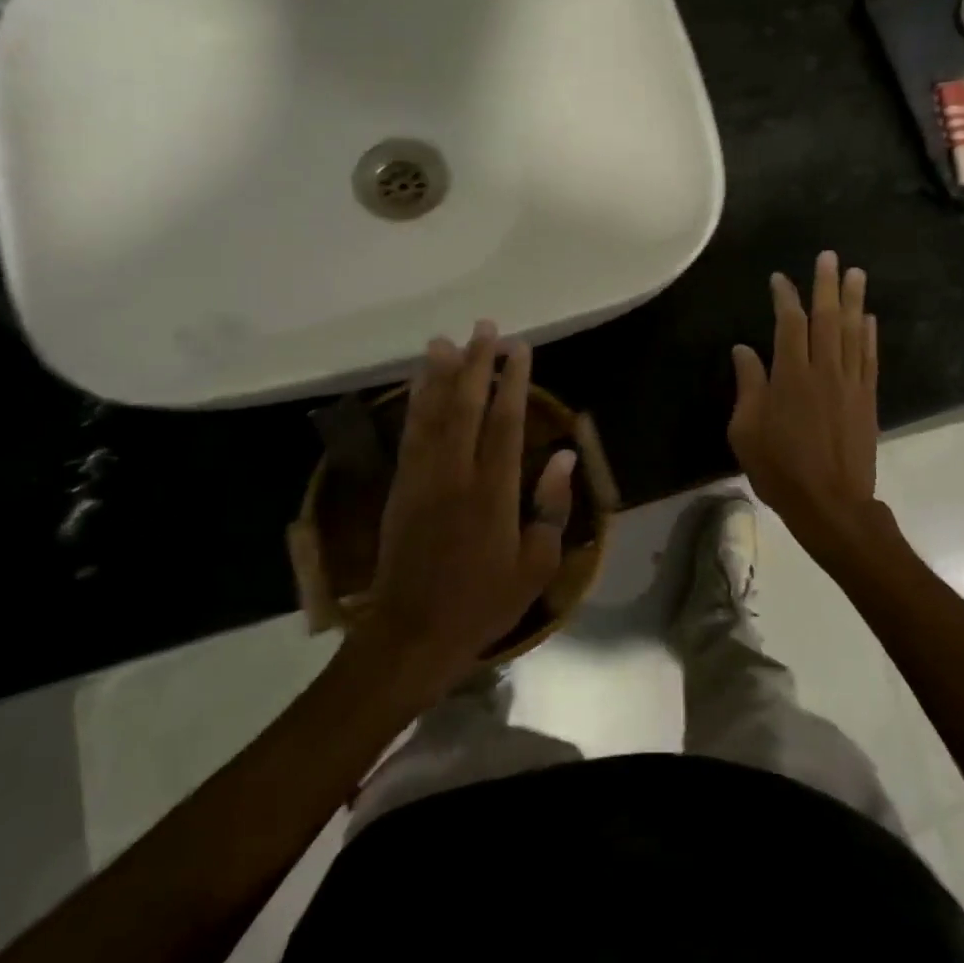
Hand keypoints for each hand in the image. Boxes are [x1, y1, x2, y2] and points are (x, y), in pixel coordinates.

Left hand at [359, 322, 575, 692]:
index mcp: (493, 494)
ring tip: (447, 340)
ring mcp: (422, 479)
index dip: (513, 382)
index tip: (520, 349)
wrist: (412, 634)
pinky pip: (409, 435)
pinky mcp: (400, 488)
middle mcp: (455, 476)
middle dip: (477, 364)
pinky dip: (415, 403)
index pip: (505, 423)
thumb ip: (552, 506)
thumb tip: (563, 455)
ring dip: (440, 374)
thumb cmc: (483, 602)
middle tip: (486, 328)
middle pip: (466, 407)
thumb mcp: (536, 565)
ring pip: (432, 414)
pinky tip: (419, 384)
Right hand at [728, 251, 880, 557]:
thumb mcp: (746, 431)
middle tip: (829, 256)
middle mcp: (824, 371)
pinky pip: (869, 358)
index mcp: (791, 376)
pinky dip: (869, 335)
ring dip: (854, 300)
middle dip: (826, 284)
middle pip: (827, 318)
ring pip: (852, 332)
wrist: (831, 504)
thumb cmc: (780, 469)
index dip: (785, 297)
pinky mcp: (867, 399)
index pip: (789, 324)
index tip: (780, 279)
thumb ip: (748, 386)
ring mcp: (850, 384)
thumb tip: (743, 350)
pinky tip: (869, 318)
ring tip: (855, 273)